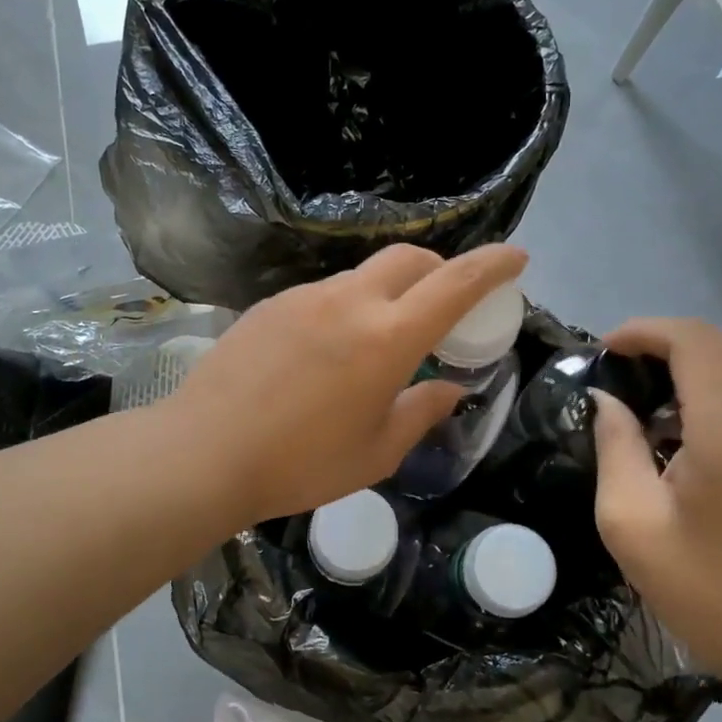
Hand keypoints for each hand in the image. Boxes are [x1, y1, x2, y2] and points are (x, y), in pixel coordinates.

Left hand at [170, 244, 528, 523]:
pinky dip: (349, 305)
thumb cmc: (300, 464)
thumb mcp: (376, 452)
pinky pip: (325, 293)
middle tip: (448, 301)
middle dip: (441, 268)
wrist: (203, 452)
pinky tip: (331, 348)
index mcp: (387, 338)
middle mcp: (349, 302)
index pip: (455, 284)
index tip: (517, 257)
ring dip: (391, 290)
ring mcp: (304, 297)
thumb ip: (421, 413)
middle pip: (409, 258)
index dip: (493, 265)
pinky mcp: (271, 304)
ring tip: (384, 335)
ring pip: (364, 274)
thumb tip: (450, 390)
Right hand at [590, 317, 721, 676]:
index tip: (608, 351)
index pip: (693, 340)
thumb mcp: (631, 524)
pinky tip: (710, 426)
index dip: (644, 330)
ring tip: (673, 399)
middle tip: (631, 376)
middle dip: (670, 343)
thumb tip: (608, 400)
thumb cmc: (706, 592)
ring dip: (711, 358)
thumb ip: (615, 447)